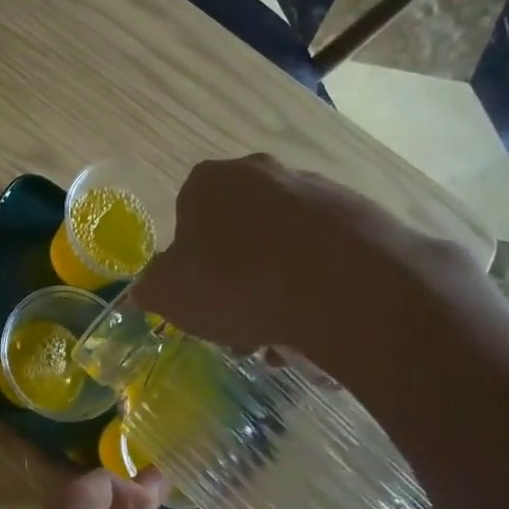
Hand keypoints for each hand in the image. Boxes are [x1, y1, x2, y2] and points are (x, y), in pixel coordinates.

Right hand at [134, 155, 487, 381]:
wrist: (342, 287)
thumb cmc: (235, 284)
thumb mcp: (168, 295)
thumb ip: (150, 289)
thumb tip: (147, 290)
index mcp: (210, 182)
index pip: (185, 217)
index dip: (188, 263)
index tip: (198, 298)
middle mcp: (262, 172)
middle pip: (236, 233)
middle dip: (233, 278)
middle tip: (235, 323)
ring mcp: (317, 190)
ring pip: (280, 248)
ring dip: (272, 288)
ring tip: (278, 336)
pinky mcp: (361, 215)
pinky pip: (322, 257)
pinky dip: (313, 287)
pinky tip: (313, 323)